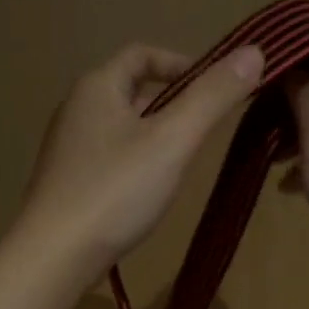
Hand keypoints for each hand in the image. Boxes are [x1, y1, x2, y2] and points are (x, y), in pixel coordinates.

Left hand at [18, 41, 263, 281]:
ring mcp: (67, 147)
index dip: (182, 63)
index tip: (215, 88)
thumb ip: (212, 97)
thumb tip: (254, 52)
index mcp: (96, 86)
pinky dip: (136, 160)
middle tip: (205, 128)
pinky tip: (150, 190)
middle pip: (131, 89)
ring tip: (184, 160)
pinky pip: (109, 156)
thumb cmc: (115, 191)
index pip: (142, 54)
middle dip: (172, 101)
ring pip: (121, 126)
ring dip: (155, 133)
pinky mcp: (66, 181)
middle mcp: (76, 109)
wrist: (54, 256)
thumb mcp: (173, 140)